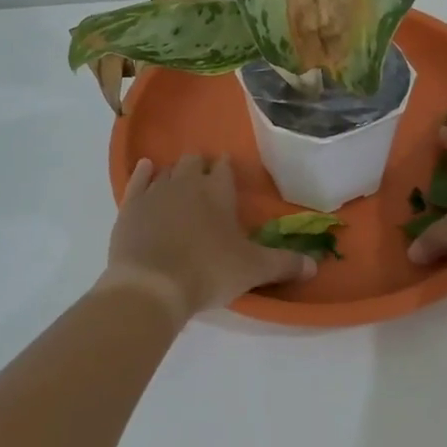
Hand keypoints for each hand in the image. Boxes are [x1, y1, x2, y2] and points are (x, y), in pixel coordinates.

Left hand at [100, 155, 315, 322]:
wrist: (151, 285)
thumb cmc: (208, 272)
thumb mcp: (253, 270)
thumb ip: (285, 264)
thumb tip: (316, 266)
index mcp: (219, 192)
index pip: (225, 168)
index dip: (227, 168)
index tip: (229, 172)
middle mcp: (187, 183)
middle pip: (195, 161)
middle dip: (202, 165)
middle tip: (206, 178)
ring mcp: (156, 191)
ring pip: (168, 170)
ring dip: (175, 172)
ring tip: (180, 181)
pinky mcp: (130, 205)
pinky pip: (138, 180)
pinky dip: (144, 173)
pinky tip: (146, 169)